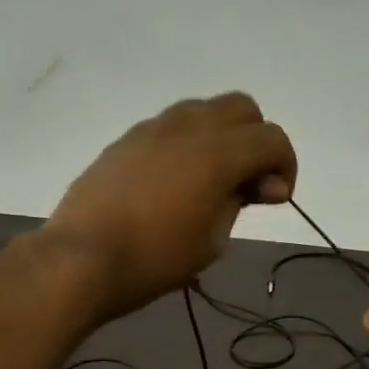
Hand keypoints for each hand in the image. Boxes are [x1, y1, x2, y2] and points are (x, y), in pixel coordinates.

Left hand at [46, 93, 297, 316]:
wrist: (82, 258)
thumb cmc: (155, 259)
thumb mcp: (212, 241)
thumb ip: (240, 202)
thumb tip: (261, 184)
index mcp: (218, 153)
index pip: (272, 139)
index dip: (285, 166)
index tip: (276, 198)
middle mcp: (189, 127)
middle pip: (242, 109)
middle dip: (256, 141)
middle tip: (248, 184)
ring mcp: (153, 128)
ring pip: (204, 110)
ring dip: (221, 137)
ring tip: (212, 181)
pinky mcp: (127, 140)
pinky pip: (171, 126)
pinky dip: (188, 144)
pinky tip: (176, 182)